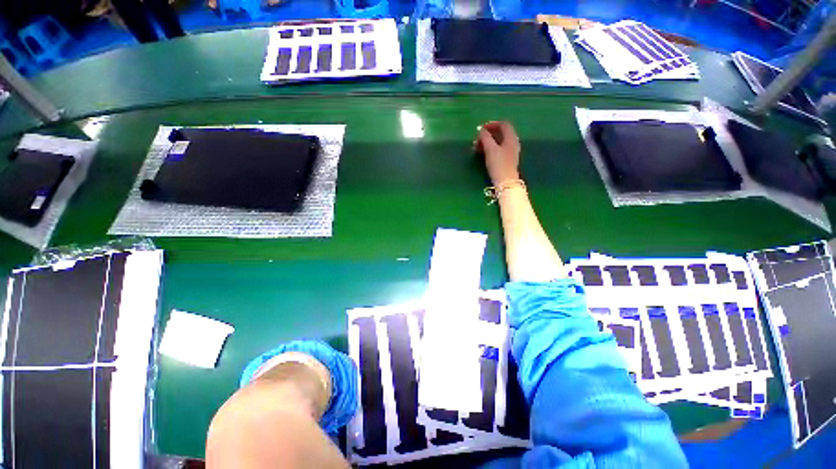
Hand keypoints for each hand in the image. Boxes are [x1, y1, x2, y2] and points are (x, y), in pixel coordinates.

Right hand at [474, 121, 520, 185]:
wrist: (505, 182)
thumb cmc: (498, 164)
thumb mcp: (490, 149)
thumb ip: (485, 137)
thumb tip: (481, 130)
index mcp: (511, 138)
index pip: (504, 125)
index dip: (492, 124)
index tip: (481, 128)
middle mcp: (513, 143)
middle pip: (501, 133)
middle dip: (488, 134)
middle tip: (477, 139)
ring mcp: (510, 152)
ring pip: (498, 142)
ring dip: (487, 143)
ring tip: (477, 148)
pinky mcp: (507, 160)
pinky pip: (498, 150)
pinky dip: (490, 149)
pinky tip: (483, 154)